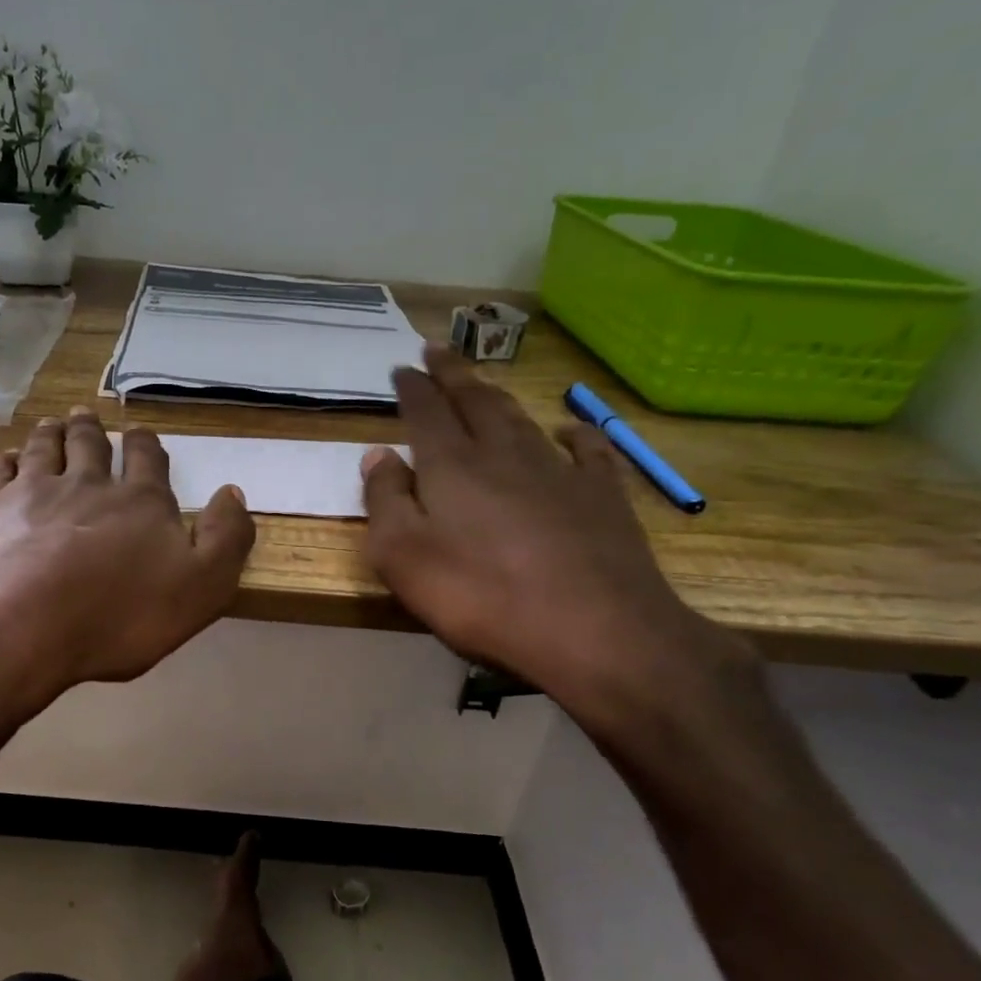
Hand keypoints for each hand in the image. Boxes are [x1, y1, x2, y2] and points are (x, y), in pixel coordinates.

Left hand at [0, 408, 254, 714]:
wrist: (18, 628)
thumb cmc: (118, 616)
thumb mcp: (201, 588)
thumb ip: (226, 539)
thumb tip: (233, 492)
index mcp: (139, 501)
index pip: (146, 459)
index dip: (145, 443)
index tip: (139, 432)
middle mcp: (86, 483)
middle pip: (90, 445)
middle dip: (91, 430)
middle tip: (86, 416)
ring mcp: (31, 492)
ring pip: (43, 448)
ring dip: (50, 433)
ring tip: (51, 424)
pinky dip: (5, 461)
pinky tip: (5, 461)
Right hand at [361, 347, 749, 729]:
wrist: (595, 630)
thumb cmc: (482, 597)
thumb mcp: (403, 557)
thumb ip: (385, 501)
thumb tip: (377, 454)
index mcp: (452, 466)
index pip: (426, 412)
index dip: (413, 388)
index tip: (403, 366)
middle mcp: (504, 454)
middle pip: (474, 401)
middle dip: (453, 374)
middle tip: (438, 350)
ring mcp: (559, 470)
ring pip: (521, 418)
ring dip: (498, 396)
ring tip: (484, 382)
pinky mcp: (602, 495)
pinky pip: (588, 450)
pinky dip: (576, 433)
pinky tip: (570, 430)